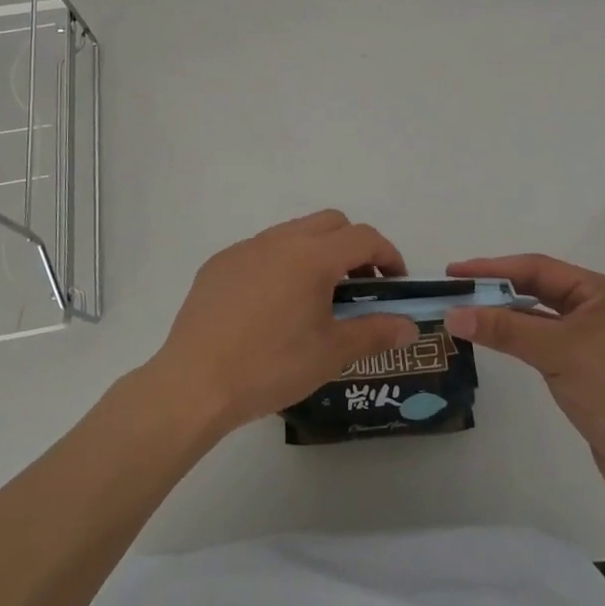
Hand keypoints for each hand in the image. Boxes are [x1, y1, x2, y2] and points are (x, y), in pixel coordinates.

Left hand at [149, 211, 420, 434]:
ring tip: (316, 298)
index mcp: (312, 256)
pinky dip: (280, 264)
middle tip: (359, 287)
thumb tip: (409, 326)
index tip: (395, 282)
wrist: (195, 383)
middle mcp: (279, 240)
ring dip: (316, 252)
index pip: (363, 237)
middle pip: (330, 223)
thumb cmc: (271, 366)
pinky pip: (261, 250)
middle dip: (353, 246)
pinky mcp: (219, 264)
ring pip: (293, 233)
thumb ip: (375, 333)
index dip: (388, 254)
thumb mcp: (331, 353)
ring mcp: (245, 248)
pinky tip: (271, 306)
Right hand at [445, 255, 604, 503]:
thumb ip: (503, 329)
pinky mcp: (591, 365)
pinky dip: (521, 336)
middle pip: (540, 288)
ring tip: (469, 312)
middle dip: (498, 289)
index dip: (494, 268)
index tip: (455, 271)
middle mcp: (602, 307)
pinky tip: (497, 339)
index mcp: (603, 291)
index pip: (538, 268)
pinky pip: (548, 339)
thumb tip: (453, 315)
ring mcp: (598, 337)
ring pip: (542, 315)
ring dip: (507, 314)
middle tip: (457, 290)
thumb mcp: (554, 352)